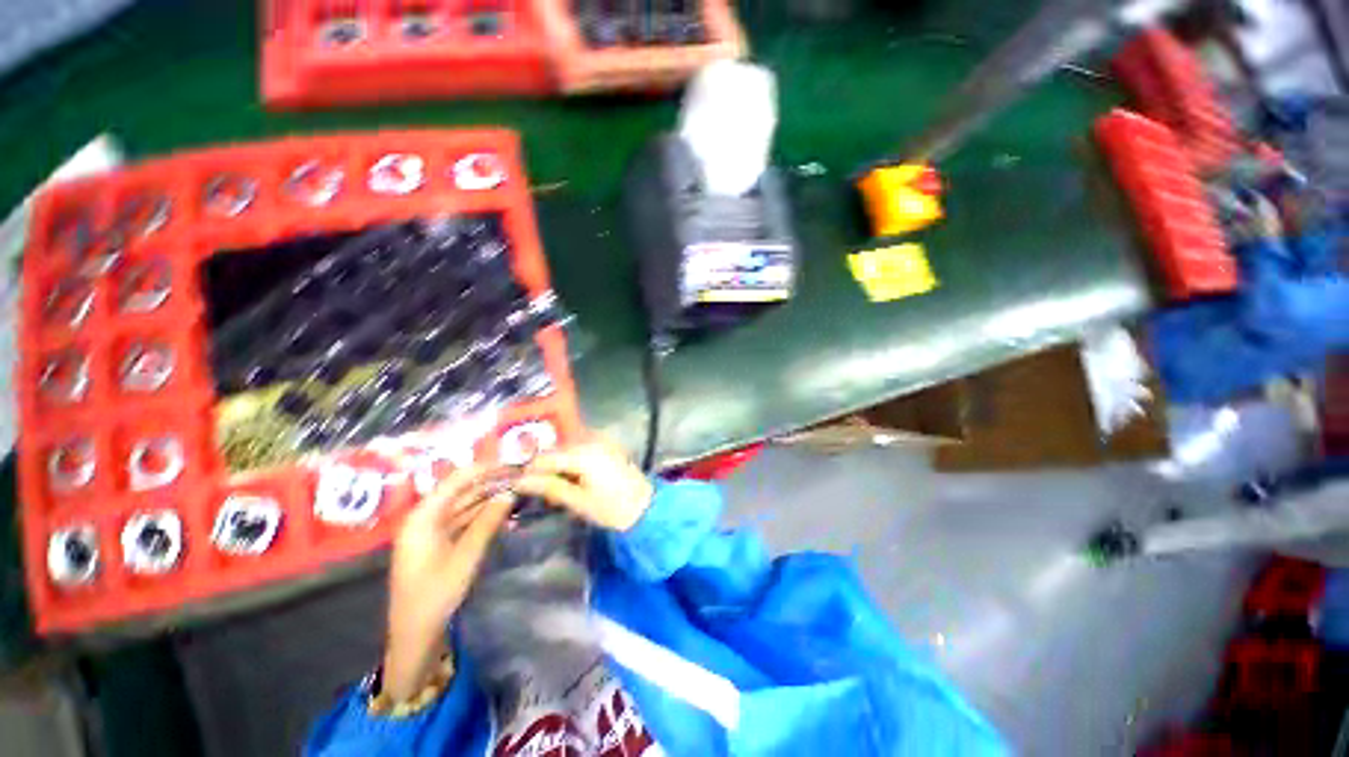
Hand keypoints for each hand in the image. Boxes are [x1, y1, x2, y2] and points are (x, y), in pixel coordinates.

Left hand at [384, 467, 513, 700]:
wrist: (415, 635)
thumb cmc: (436, 594)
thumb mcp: (466, 556)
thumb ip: (488, 521)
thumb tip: (511, 493)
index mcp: (423, 516)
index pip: (457, 479)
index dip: (486, 468)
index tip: (515, 464)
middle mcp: (425, 517)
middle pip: (462, 490)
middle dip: (492, 482)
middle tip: (523, 477)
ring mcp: (432, 530)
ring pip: (465, 504)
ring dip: (490, 498)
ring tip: (519, 490)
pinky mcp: (439, 542)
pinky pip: (464, 520)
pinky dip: (483, 515)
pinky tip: (505, 511)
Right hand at [514, 438, 652, 531]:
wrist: (644, 507)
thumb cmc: (611, 508)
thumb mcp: (578, 501)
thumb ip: (550, 487)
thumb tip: (521, 481)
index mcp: (584, 453)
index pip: (547, 457)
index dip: (530, 470)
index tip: (517, 484)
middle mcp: (592, 440)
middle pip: (557, 450)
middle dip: (544, 468)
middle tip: (536, 489)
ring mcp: (602, 441)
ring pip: (569, 449)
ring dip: (558, 465)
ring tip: (554, 486)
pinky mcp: (608, 445)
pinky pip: (582, 448)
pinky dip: (572, 461)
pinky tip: (571, 477)